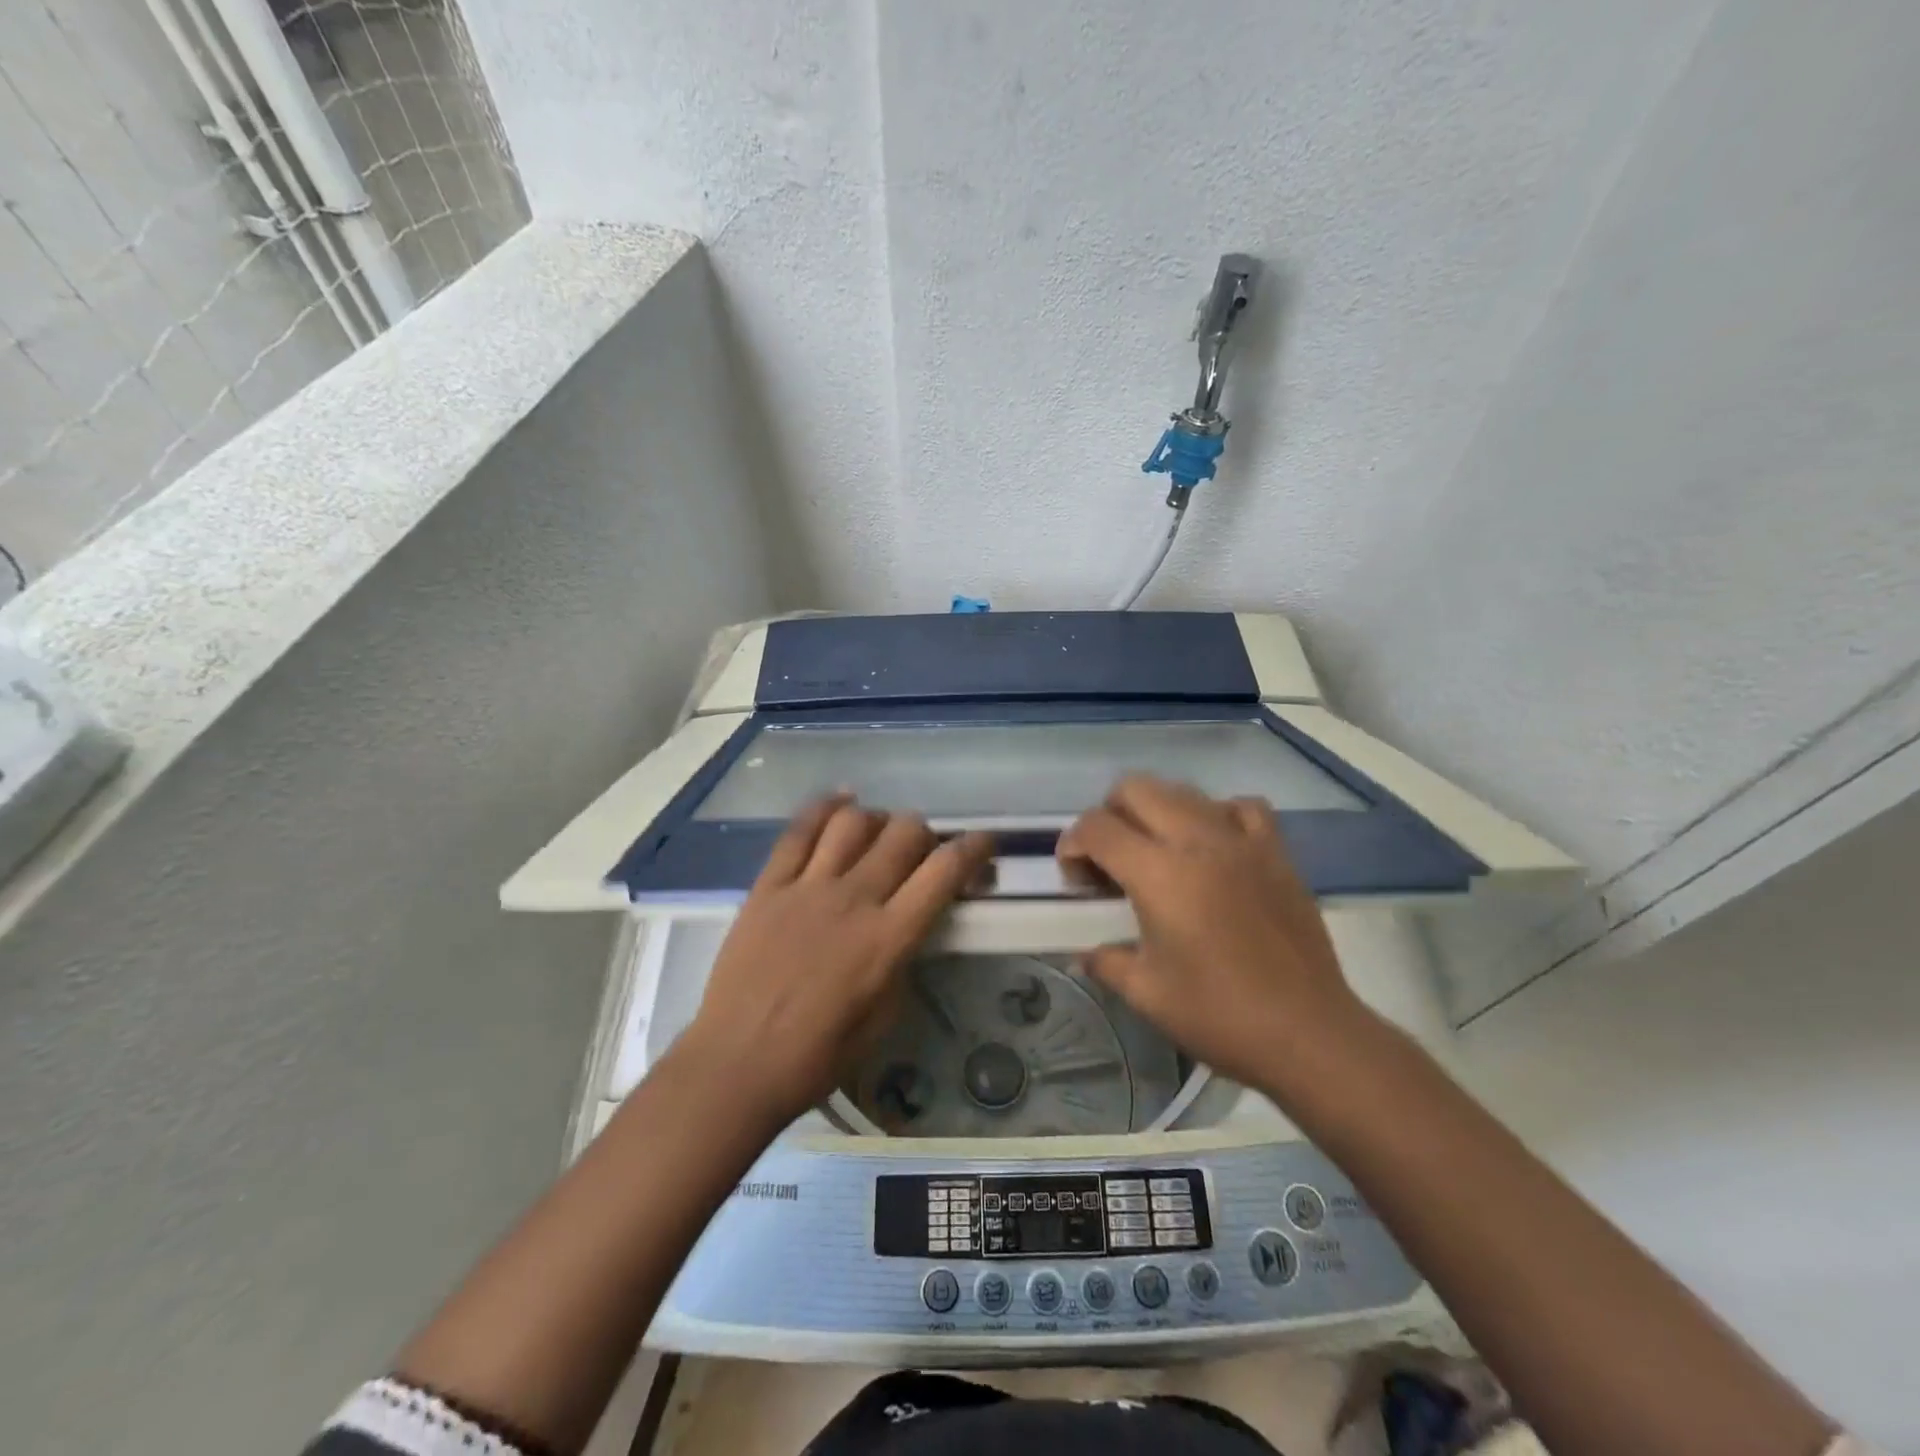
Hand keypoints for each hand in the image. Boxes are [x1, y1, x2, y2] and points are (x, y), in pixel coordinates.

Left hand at [678, 797, 993, 1127]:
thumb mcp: (884, 1015)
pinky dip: (825, 808)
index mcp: (889, 937)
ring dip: (878, 820)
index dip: (974, 848)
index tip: (984, 844)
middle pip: (904, 833)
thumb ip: (903, 959)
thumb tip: (909, 923)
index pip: (945, 871)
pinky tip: (842, 802)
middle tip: (921, 852)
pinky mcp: (769, 885)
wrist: (737, 1063)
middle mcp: (854, 899)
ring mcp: (808, 887)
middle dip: (925, 833)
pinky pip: (799, 830)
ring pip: (855, 822)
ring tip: (879, 834)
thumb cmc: (818, 1055)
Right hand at [1057, 775, 1366, 1089]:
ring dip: (1157, 810)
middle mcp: (1197, 841)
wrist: (1308, 1033)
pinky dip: (1217, 814)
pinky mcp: (1276, 853)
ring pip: (1185, 791)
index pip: (1097, 828)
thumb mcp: (1146, 994)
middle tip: (1109, 858)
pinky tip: (1213, 844)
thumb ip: (1106, 961)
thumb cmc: (1219, 1014)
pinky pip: (1241, 807)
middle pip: (1136, 789)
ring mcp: (1241, 841)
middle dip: (1109, 814)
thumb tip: (1085, 953)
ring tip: (1156, 851)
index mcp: (1159, 874)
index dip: (1072, 843)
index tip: (1075, 876)